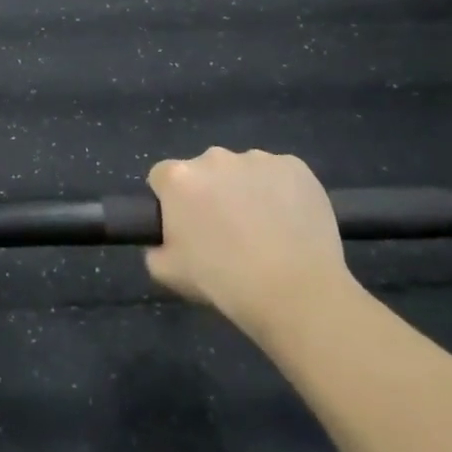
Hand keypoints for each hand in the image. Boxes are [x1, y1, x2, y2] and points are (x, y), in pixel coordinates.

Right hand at [144, 147, 356, 344]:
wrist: (297, 293)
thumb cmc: (224, 282)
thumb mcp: (166, 272)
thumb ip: (155, 247)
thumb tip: (165, 240)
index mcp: (179, 177)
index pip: (162, 177)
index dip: (171, 201)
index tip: (185, 226)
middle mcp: (214, 157)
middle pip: (203, 170)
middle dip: (209, 192)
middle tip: (226, 231)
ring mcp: (258, 158)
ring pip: (242, 170)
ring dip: (244, 189)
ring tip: (264, 229)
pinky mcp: (296, 166)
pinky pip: (278, 174)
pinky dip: (279, 191)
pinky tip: (289, 222)